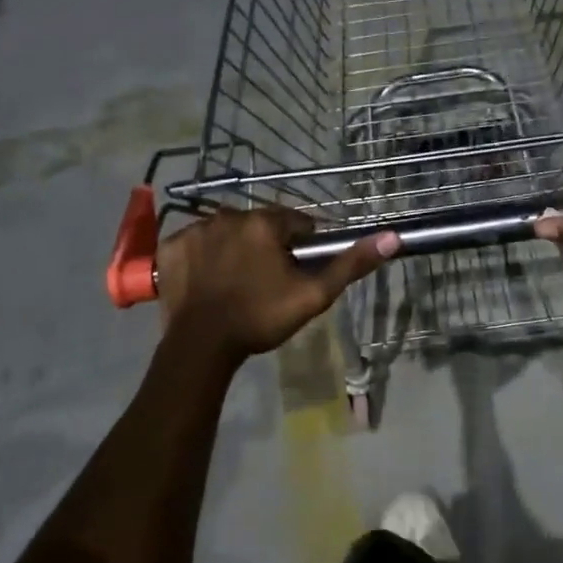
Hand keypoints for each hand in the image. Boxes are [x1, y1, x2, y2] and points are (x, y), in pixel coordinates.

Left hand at [155, 208, 398, 360]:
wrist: (201, 347)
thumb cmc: (261, 318)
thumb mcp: (314, 295)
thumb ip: (351, 265)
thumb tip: (392, 237)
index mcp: (264, 223)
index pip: (296, 222)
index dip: (302, 246)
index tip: (298, 271)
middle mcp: (228, 215)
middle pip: (260, 225)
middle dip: (268, 245)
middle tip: (268, 282)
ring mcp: (194, 230)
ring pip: (228, 232)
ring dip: (237, 248)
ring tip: (238, 283)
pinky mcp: (170, 247)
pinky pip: (196, 243)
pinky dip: (205, 256)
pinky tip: (209, 281)